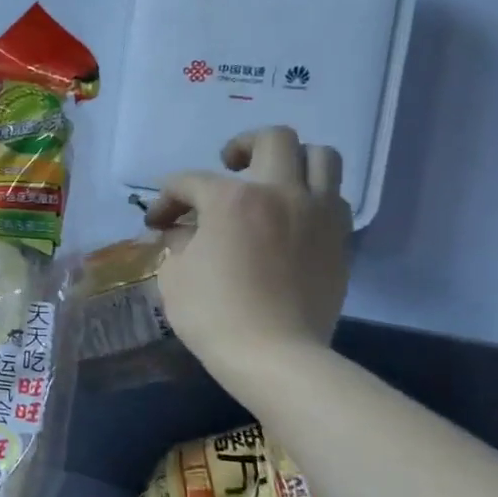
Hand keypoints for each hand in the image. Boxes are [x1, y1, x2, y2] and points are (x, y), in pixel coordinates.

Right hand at [143, 128, 350, 397]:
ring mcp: (318, 213)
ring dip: (293, 160)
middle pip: (273, 139)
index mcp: (232, 199)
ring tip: (272, 182)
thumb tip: (182, 232)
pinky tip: (293, 216)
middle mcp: (281, 192)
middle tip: (228, 167)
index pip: (190, 181)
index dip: (166, 198)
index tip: (157, 223)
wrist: (276, 357)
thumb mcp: (176, 275)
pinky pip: (334, 196)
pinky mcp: (340, 239)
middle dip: (243, 146)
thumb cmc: (215, 315)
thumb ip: (178, 242)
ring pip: (321, 157)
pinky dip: (313, 195)